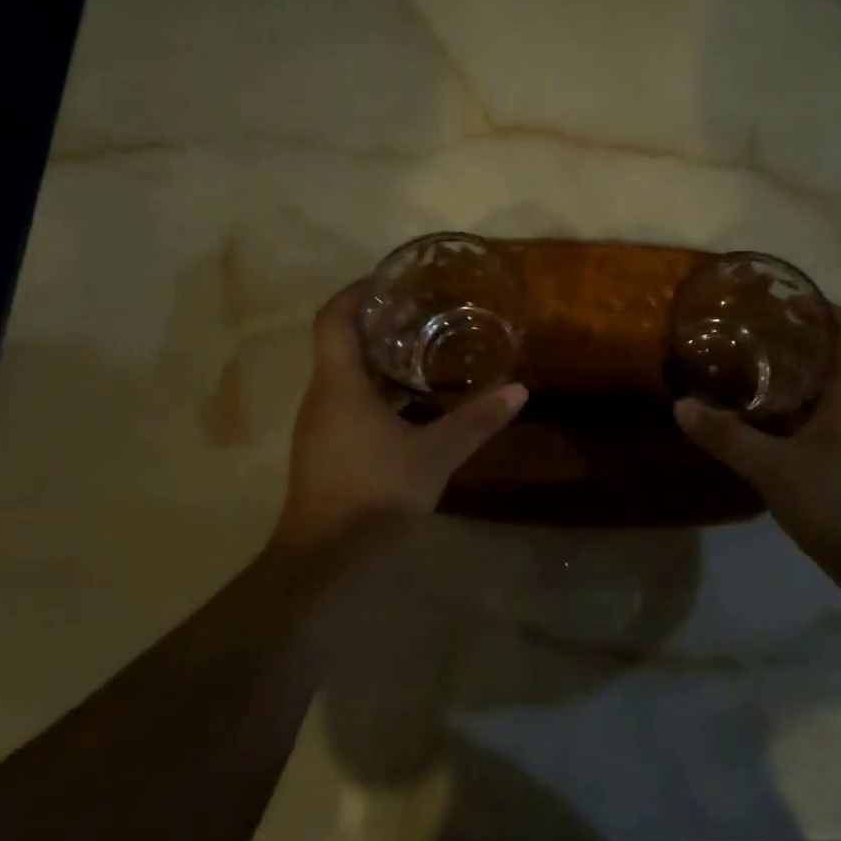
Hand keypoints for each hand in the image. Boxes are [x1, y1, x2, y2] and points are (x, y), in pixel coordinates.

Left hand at [274, 283, 527, 553]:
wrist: (324, 560)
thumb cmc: (374, 493)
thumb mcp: (434, 455)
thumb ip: (476, 421)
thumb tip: (519, 391)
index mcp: (339, 383)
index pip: (335, 317)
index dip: (359, 291)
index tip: (392, 280)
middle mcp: (323, 396)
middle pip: (343, 342)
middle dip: (379, 323)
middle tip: (424, 312)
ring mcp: (322, 424)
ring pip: (348, 375)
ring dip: (382, 360)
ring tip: (427, 350)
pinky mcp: (328, 448)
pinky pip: (351, 402)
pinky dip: (380, 392)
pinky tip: (415, 403)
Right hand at [674, 305, 840, 568]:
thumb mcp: (773, 469)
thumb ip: (727, 437)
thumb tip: (681, 406)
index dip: (823, 308)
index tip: (785, 304)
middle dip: (802, 341)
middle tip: (755, 337)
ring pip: (836, 389)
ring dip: (801, 376)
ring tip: (755, 374)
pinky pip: (834, 417)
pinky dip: (804, 408)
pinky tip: (773, 425)